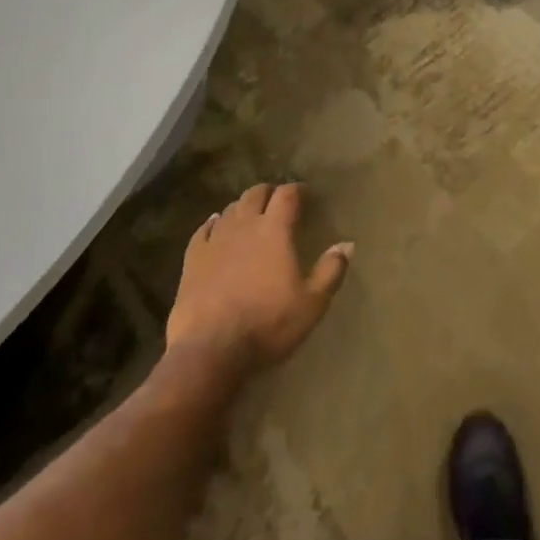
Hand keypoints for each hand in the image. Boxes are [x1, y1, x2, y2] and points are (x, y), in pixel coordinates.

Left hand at [164, 183, 351, 374]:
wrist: (210, 350)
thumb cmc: (267, 324)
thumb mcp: (312, 304)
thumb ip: (331, 271)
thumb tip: (347, 244)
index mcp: (275, 230)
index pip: (288, 194)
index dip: (298, 189)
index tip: (306, 193)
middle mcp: (245, 226)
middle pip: (256, 194)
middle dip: (269, 192)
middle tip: (278, 201)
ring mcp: (215, 241)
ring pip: (230, 209)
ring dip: (243, 207)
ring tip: (251, 214)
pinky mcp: (192, 260)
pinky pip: (203, 230)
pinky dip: (213, 223)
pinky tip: (215, 225)